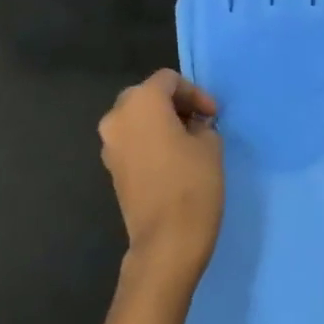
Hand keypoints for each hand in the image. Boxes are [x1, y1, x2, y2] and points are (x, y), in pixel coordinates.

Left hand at [99, 70, 223, 284]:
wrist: (166, 242)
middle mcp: (117, 117)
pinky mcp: (111, 170)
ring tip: (188, 139)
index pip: (168, 81)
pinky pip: (131, 141)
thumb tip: (192, 126)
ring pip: (136, 119)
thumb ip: (201, 124)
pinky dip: (150, 140)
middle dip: (174, 104)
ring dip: (161, 122)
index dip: (195, 93)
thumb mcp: (210, 144)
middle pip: (147, 95)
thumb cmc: (192, 183)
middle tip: (199, 121)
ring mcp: (110, 145)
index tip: (213, 115)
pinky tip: (172, 158)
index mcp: (141, 102)